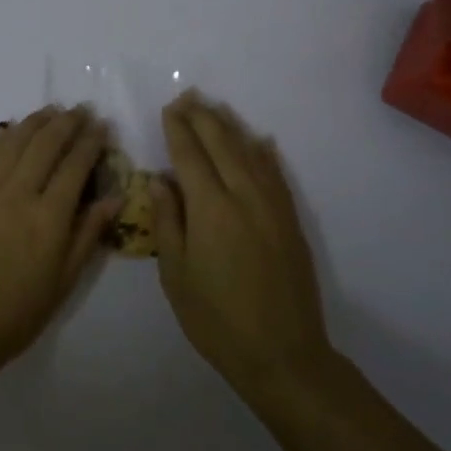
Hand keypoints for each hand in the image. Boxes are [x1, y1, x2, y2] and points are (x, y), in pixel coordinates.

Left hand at [0, 105, 119, 380]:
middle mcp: (18, 194)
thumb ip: (88, 234)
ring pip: (14, 142)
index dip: (90, 141)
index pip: (75, 165)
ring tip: (51, 111)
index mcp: (49, 218)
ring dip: (35, 122)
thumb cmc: (17, 314)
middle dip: (67, 123)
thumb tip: (115, 197)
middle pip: (46, 144)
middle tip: (81, 110)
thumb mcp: (64, 281)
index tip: (101, 125)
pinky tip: (9, 131)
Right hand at [150, 92, 333, 394]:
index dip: (178, 130)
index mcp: (210, 209)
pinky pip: (276, 174)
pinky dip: (264, 153)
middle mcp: (244, 196)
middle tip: (188, 97)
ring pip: (250, 152)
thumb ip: (168, 222)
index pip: (190, 156)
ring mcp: (272, 206)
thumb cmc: (216, 319)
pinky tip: (259, 142)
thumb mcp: (176, 275)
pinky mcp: (290, 221)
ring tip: (215, 109)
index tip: (169, 108)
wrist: (282, 353)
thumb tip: (160, 180)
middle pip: (222, 144)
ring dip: (231, 127)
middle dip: (203, 118)